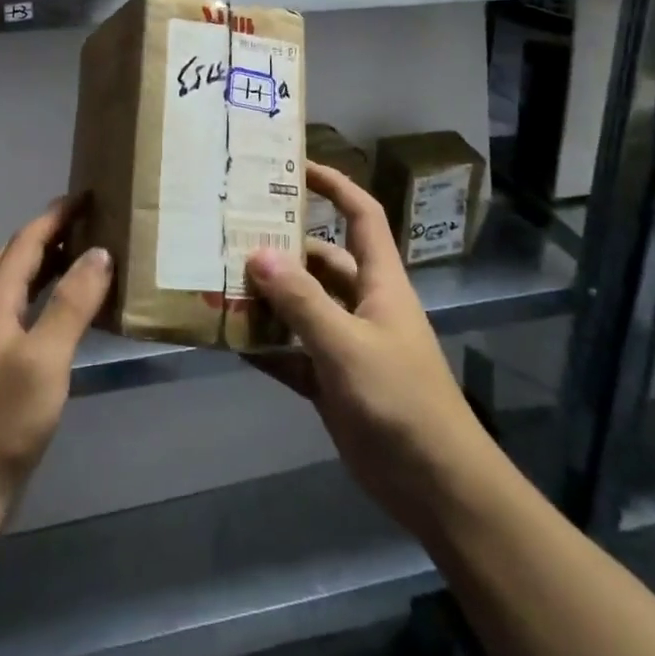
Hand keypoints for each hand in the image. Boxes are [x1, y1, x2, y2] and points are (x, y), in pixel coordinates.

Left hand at [0, 199, 113, 505]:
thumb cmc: (5, 418)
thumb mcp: (46, 358)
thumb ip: (72, 303)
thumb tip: (99, 252)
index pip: (25, 241)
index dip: (55, 215)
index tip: (86, 195)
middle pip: (13, 256)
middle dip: (47, 233)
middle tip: (86, 224)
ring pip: (13, 283)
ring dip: (43, 263)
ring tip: (80, 258)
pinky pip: (16, 308)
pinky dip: (40, 294)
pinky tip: (61, 313)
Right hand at [245, 164, 505, 544]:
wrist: (436, 488)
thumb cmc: (401, 401)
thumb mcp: (348, 346)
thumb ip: (302, 301)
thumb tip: (257, 254)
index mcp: (379, 281)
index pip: (360, 214)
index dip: (334, 185)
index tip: (294, 167)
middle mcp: (361, 303)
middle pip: (319, 260)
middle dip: (281, 246)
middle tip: (231, 232)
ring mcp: (345, 344)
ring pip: (300, 307)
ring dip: (266, 298)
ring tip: (218, 281)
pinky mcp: (331, 381)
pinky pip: (290, 352)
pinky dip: (264, 346)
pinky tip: (228, 340)